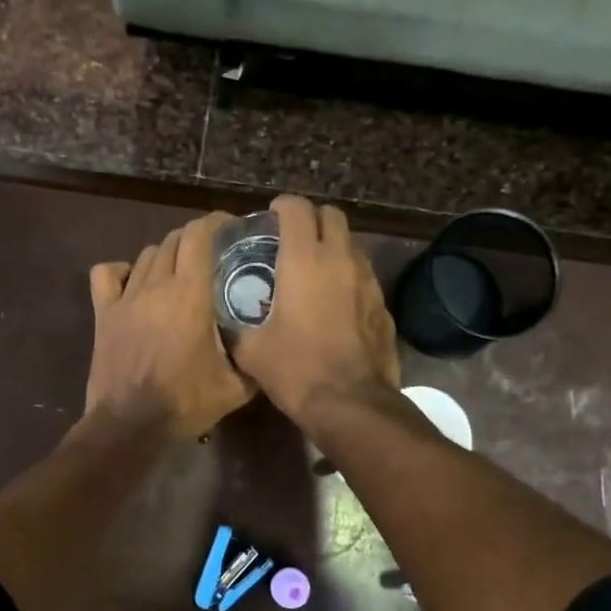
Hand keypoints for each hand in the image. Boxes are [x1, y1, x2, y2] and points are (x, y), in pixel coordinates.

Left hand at [84, 212, 254, 439]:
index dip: (216, 223)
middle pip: (174, 240)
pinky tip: (134, 282)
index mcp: (190, 295)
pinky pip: (107, 274)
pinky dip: (121, 270)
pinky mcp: (104, 313)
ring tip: (180, 269)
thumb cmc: (184, 404)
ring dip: (166, 254)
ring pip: (146, 255)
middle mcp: (157, 286)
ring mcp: (126, 298)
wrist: (129, 425)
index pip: (200, 236)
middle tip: (213, 253)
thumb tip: (269, 347)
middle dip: (195, 237)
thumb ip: (254, 361)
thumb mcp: (234, 387)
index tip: (231, 227)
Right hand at [230, 195, 398, 422]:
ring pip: (351, 245)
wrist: (350, 403)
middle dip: (312, 219)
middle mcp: (340, 260)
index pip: (297, 209)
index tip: (271, 217)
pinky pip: (363, 277)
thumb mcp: (251, 349)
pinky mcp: (383, 304)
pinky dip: (348, 278)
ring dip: (332, 247)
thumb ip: (237, 325)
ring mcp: (368, 281)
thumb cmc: (295, 370)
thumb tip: (227, 321)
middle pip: (332, 215)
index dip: (282, 206)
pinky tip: (334, 304)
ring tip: (313, 270)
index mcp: (304, 260)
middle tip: (293, 238)